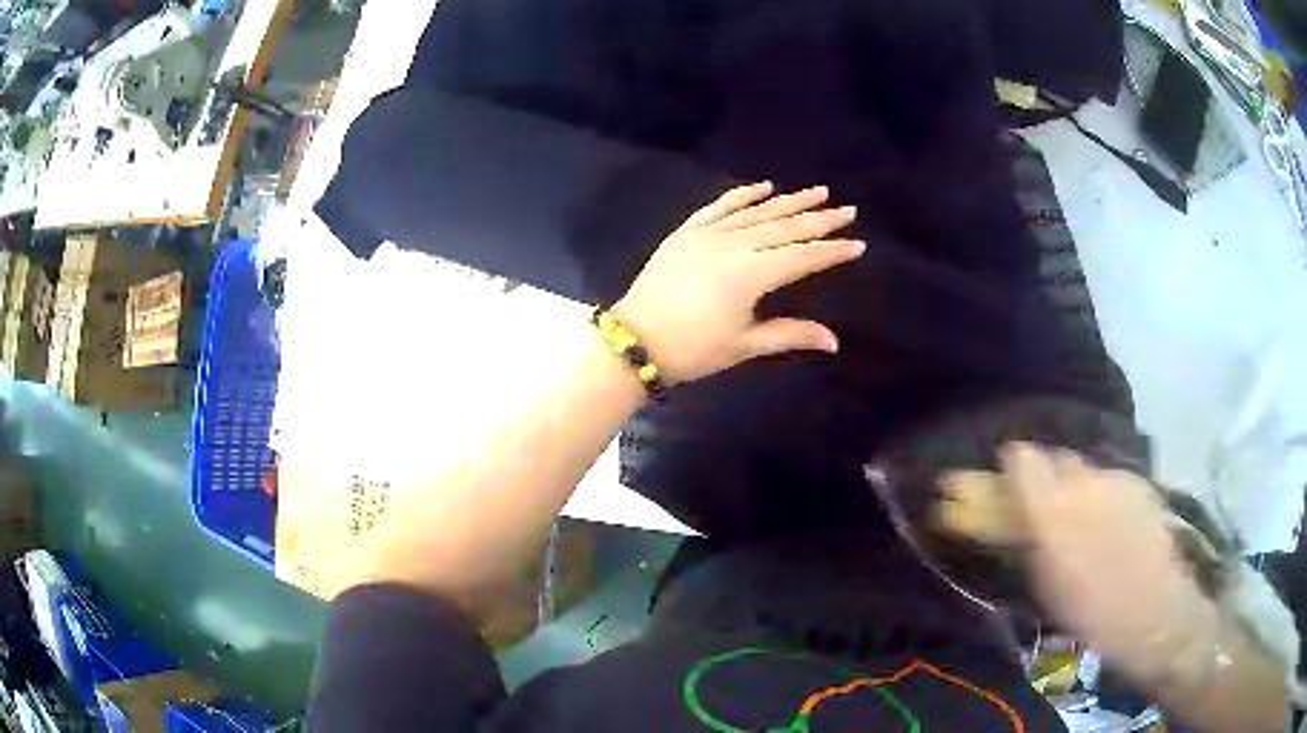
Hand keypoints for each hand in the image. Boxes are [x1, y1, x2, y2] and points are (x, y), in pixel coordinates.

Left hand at [613, 182, 863, 383]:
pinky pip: (719, 206)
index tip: (857, 242)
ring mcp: (708, 234)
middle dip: (819, 219)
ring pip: (757, 212)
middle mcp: (734, 245)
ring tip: (818, 191)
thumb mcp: (745, 345)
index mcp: (751, 274)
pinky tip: (763, 186)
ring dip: (789, 201)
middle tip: (847, 209)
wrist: (635, 340)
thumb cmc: (694, 350)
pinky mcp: (686, 232)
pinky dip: (742, 194)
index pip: (803, 257)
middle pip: (785, 228)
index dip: (832, 251)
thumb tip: (835, 341)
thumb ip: (790, 334)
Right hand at [995, 443, 1215, 681]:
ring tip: (1075, 527)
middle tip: (1036, 515)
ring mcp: (1118, 478)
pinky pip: (1108, 479)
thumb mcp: (1046, 585)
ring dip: (1070, 488)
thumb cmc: (1092, 614)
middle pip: (1051, 457)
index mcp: (1055, 507)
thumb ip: (1024, 539)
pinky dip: (1098, 495)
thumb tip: (1004, 514)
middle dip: (1038, 479)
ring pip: (1082, 469)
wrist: (1157, 614)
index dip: (1006, 470)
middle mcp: (1086, 479)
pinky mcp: (1141, 485)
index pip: (1019, 457)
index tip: (997, 493)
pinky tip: (1105, 528)